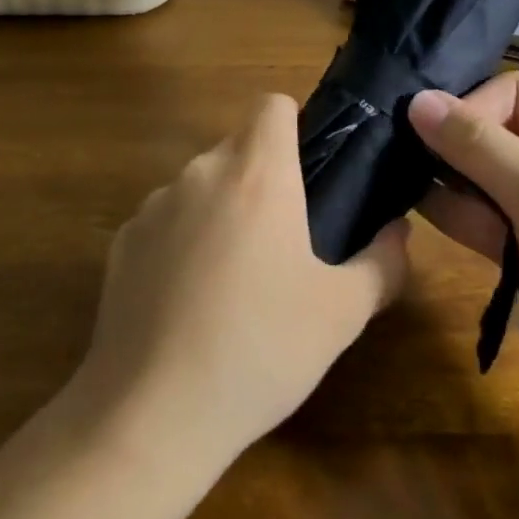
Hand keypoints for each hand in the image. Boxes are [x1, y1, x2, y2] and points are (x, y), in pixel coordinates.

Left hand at [72, 94, 408, 472]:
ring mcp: (153, 206)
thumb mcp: (343, 313)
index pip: (272, 104)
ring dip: (222, 209)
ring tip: (236, 278)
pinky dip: (183, 240)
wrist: (152, 415)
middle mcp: (201, 173)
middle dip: (263, 176)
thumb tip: (397, 231)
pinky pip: (165, 221)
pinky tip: (189, 302)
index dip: (294, 124)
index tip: (309, 172)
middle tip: (286, 239)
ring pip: (201, 184)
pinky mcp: (121, 242)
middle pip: (238, 146)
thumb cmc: (261, 350)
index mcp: (257, 174)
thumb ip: (383, 262)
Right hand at [409, 73, 518, 429]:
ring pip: (480, 177)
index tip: (434, 137)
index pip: (513, 92)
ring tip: (395, 180)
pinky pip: (481, 218)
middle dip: (450, 143)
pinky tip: (411, 207)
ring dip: (445, 179)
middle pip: (493, 133)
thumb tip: (418, 100)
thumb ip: (478, 145)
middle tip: (395, 152)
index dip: (473, 107)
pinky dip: (453, 213)